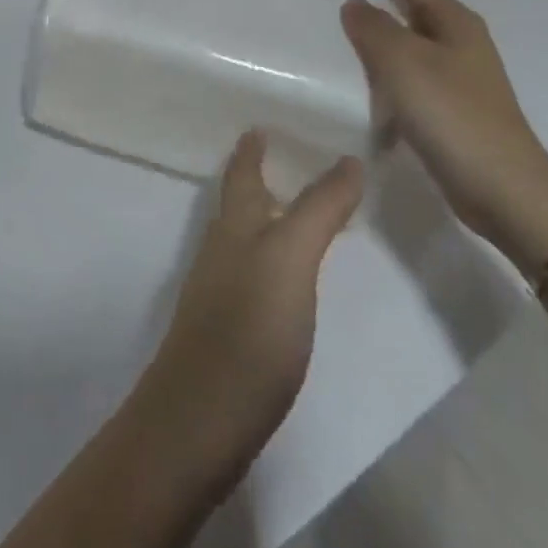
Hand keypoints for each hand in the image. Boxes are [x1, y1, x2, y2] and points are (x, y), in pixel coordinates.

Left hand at [131, 133, 363, 498]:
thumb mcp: (290, 258)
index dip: (251, 149)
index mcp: (234, 226)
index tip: (259, 125)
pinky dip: (272, 263)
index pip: (242, 174)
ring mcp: (221, 294)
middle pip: (238, 204)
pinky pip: (253, 278)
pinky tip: (289, 282)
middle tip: (288, 161)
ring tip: (297, 213)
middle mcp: (222, 251)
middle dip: (258, 179)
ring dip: (267, 220)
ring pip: (244, 241)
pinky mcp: (229, 334)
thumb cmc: (248, 329)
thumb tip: (349, 159)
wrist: (199, 421)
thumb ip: (318, 210)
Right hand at [340, 0, 547, 269]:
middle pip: (420, 14)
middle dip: (387, 6)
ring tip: (352, 45)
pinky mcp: (455, 113)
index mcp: (457, 25)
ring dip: (387, 44)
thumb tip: (355, 4)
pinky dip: (392, 78)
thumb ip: (373, 28)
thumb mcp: (402, 61)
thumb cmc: (450, 112)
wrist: (500, 185)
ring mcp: (463, 82)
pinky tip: (373, 93)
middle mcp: (464, 47)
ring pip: (416, 50)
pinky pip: (415, 82)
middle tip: (351, 2)